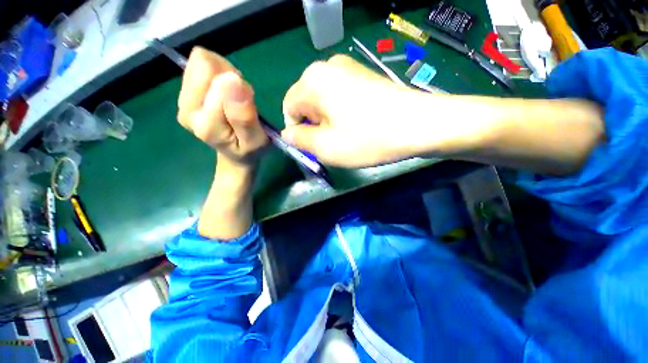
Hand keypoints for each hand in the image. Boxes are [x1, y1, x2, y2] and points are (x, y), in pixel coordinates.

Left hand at [178, 47, 267, 169]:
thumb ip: (245, 116)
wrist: (236, 154)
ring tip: (233, 96)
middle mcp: (187, 110)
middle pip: (203, 65)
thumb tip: (234, 80)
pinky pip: (198, 66)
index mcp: (206, 123)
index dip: (240, 85)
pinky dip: (216, 74)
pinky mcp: (184, 94)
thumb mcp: (256, 140)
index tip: (249, 102)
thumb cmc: (250, 149)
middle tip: (241, 97)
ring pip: (200, 62)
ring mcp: (183, 101)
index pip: (219, 81)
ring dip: (223, 74)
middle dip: (228, 75)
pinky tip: (224, 93)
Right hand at [282, 55, 430, 167]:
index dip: (298, 131)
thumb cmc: (368, 138)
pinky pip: (340, 98)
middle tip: (333, 143)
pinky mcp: (364, 77)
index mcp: (313, 80)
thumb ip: (300, 139)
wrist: (420, 125)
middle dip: (315, 126)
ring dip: (329, 122)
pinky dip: (342, 115)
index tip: (314, 146)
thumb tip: (288, 133)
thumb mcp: (326, 147)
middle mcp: (327, 67)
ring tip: (348, 136)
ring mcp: (348, 69)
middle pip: (307, 103)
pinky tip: (359, 125)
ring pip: (324, 102)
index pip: (289, 107)